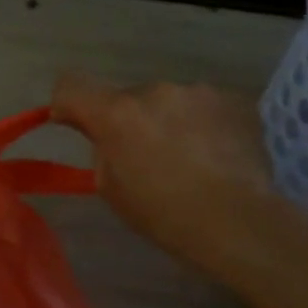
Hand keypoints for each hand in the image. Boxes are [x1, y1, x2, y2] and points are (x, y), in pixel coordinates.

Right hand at [52, 72, 302, 287]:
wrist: (239, 222)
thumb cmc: (163, 214)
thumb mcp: (110, 187)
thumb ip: (101, 149)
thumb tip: (105, 135)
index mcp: (116, 113)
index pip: (71, 85)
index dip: (68, 104)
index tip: (76, 125)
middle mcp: (154, 90)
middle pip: (126, 97)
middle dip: (129, 120)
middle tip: (144, 156)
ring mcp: (197, 92)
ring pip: (167, 101)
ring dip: (167, 120)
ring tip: (187, 157)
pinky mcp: (233, 100)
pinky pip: (202, 107)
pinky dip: (201, 124)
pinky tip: (214, 154)